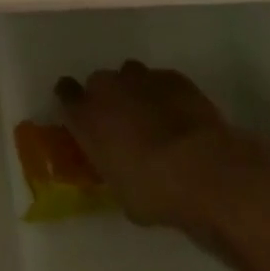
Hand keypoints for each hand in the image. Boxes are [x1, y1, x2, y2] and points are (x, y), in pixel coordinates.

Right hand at [56, 61, 240, 229]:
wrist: (203, 170)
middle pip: (99, 83)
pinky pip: (162, 82)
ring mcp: (140, 77)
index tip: (81, 116)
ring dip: (136, 94)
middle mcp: (106, 87)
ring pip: (130, 77)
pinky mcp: (172, 77)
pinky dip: (166, 97)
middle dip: (108, 100)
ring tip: (155, 122)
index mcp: (86, 115)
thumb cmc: (155, 192)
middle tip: (124, 127)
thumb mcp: (121, 193)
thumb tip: (114, 162)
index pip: (65, 93)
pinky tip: (182, 120)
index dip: (73, 103)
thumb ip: (110, 166)